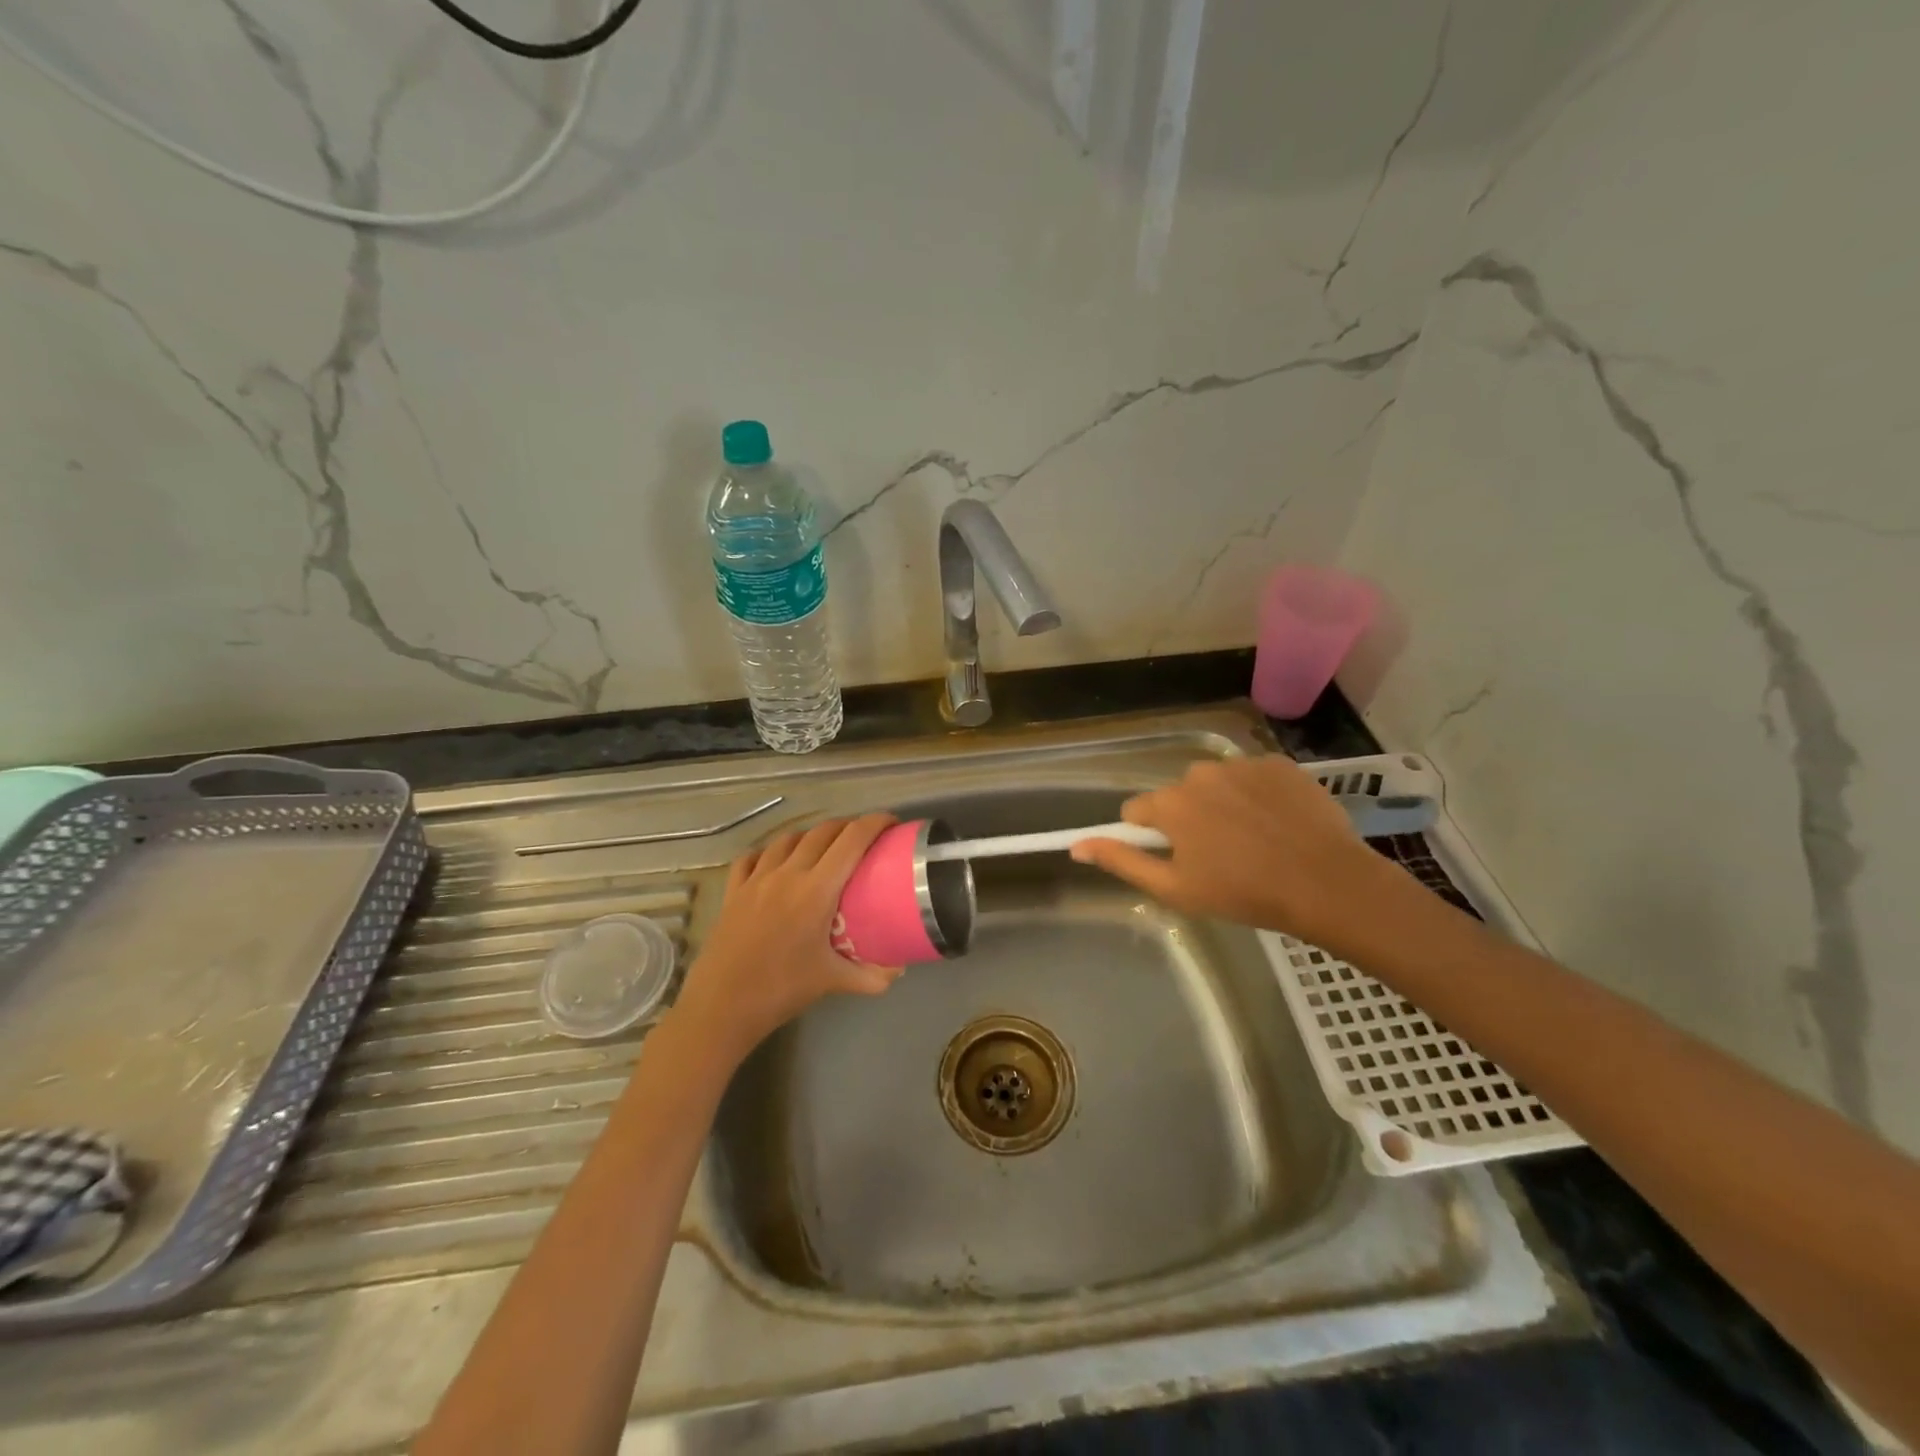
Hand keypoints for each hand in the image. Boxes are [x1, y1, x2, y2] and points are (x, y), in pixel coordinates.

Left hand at [673, 814, 902, 1063]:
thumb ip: (872, 975)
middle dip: (848, 826)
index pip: (852, 841)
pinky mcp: (734, 890)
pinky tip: (776, 862)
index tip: (891, 823)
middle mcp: (787, 874)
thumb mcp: (833, 982)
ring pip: (788, 839)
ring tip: (824, 848)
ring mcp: (756, 879)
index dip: (875, 823)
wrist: (721, 1006)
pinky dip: (770, 852)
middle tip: (865, 838)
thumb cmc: (781, 990)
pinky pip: (753, 857)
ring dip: (811, 835)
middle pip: (823, 832)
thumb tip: (901, 969)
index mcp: (816, 890)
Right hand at [1070, 757, 1401, 953]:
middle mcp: (1198, 772)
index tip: (1177, 860)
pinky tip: (1278, 825)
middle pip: (1177, 796)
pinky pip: (1252, 778)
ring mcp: (1242, 764)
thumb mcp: (1174, 888)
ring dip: (1223, 807)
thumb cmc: (1243, 893)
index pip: (1137, 812)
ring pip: (1215, 785)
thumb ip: (1122, 862)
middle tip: (1219, 857)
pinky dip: (1258, 797)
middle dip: (1189, 820)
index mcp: (1170, 803)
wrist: (1327, 883)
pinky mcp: (1279, 763)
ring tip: (1254, 842)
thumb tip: (1076, 845)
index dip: (1151, 838)